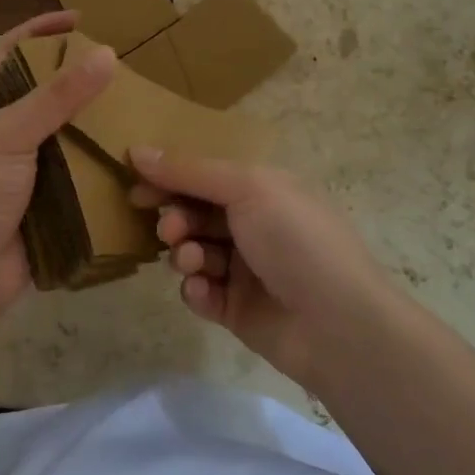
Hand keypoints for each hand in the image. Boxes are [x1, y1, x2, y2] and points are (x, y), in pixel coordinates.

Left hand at [0, 11, 115, 318]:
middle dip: (78, 75)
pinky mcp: (48, 192)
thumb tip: (107, 54)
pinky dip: (101, 157)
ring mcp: (27, 161)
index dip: (41, 30)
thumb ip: (57, 96)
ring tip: (136, 103)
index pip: (12, 51)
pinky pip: (79, 166)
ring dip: (95, 118)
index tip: (80, 19)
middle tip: (121, 65)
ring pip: (67, 128)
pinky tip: (131, 150)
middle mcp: (6, 126)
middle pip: (45, 88)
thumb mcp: (12, 133)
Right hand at [128, 149, 392, 387]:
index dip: (170, 177)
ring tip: (192, 262)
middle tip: (169, 230)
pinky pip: (199, 292)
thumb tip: (136, 150)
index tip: (135, 185)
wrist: (338, 325)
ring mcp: (245, 269)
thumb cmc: (296, 240)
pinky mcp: (236, 309)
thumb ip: (188, 170)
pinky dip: (196, 290)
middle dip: (176, 218)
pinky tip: (204, 292)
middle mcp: (254, 225)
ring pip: (192, 252)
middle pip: (194, 213)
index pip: (205, 175)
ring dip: (185, 254)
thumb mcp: (246, 188)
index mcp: (263, 189)